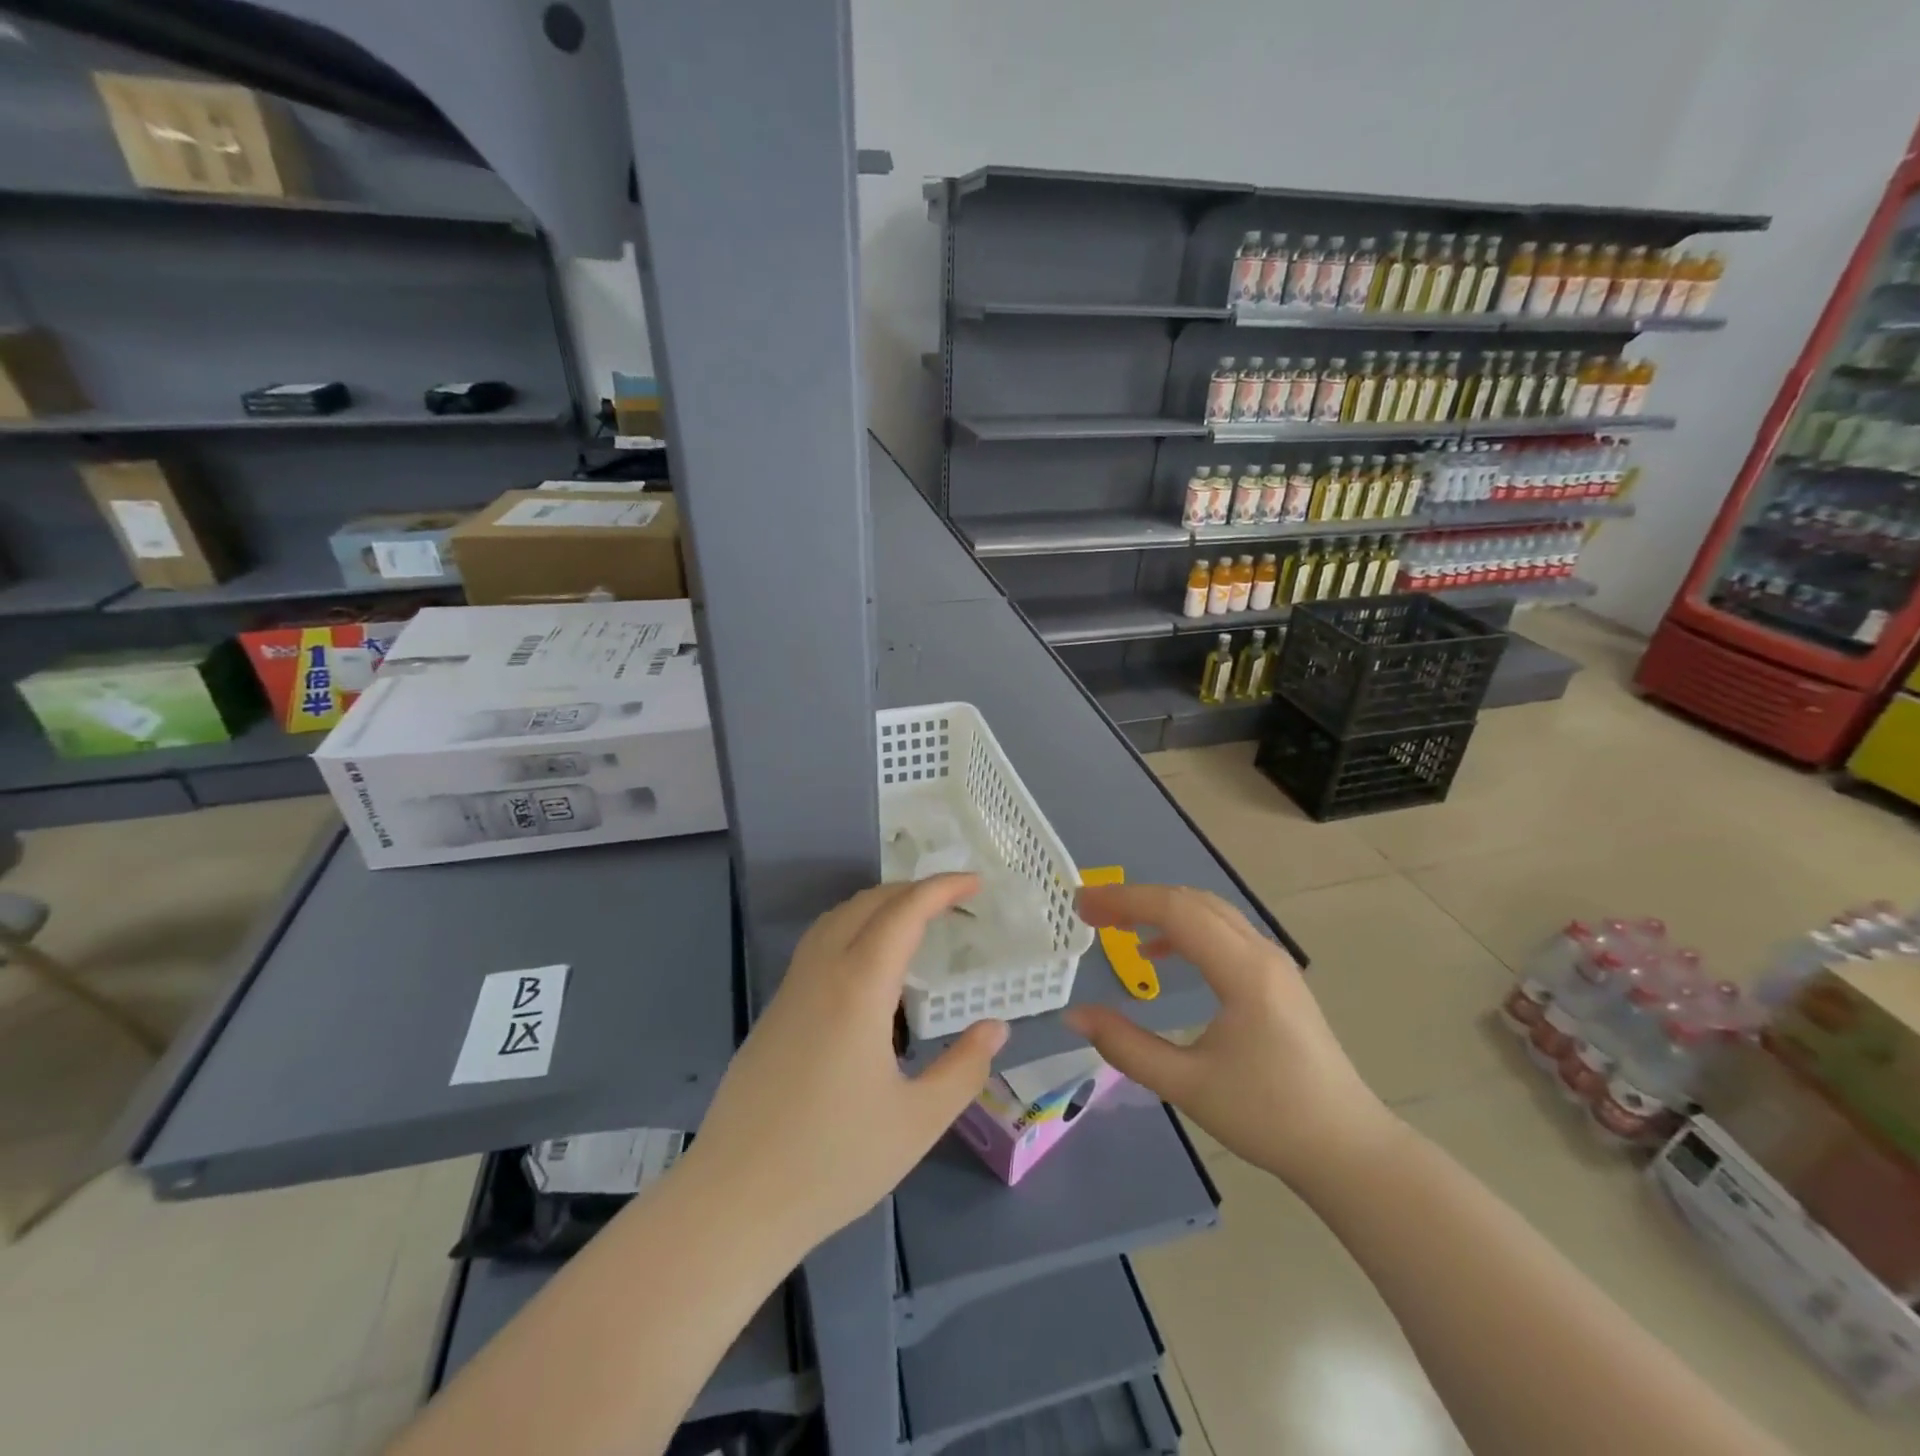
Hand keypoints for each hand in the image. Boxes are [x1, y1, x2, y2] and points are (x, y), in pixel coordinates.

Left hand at [681, 875, 1007, 1255]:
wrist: (735, 1200)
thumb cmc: (834, 1161)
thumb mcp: (918, 1121)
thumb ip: (964, 1068)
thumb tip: (996, 1027)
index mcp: (858, 989)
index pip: (903, 914)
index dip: (941, 889)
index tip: (975, 883)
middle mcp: (821, 974)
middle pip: (866, 904)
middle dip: (911, 890)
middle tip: (952, 901)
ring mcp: (790, 991)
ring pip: (835, 921)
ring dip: (877, 906)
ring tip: (914, 923)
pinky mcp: (774, 1013)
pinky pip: (817, 947)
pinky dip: (852, 931)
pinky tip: (869, 971)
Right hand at [1064, 883, 1393, 1186]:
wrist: (1347, 1148)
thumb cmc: (1269, 1116)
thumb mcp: (1188, 1086)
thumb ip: (1127, 1046)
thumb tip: (1074, 1016)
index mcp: (1243, 971)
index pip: (1176, 911)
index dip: (1124, 901)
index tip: (1082, 906)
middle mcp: (1261, 952)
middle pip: (1191, 901)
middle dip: (1137, 899)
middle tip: (1090, 913)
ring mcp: (1274, 963)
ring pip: (1209, 912)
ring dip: (1160, 910)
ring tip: (1117, 926)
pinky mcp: (1276, 978)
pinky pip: (1223, 932)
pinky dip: (1184, 929)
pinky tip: (1160, 955)